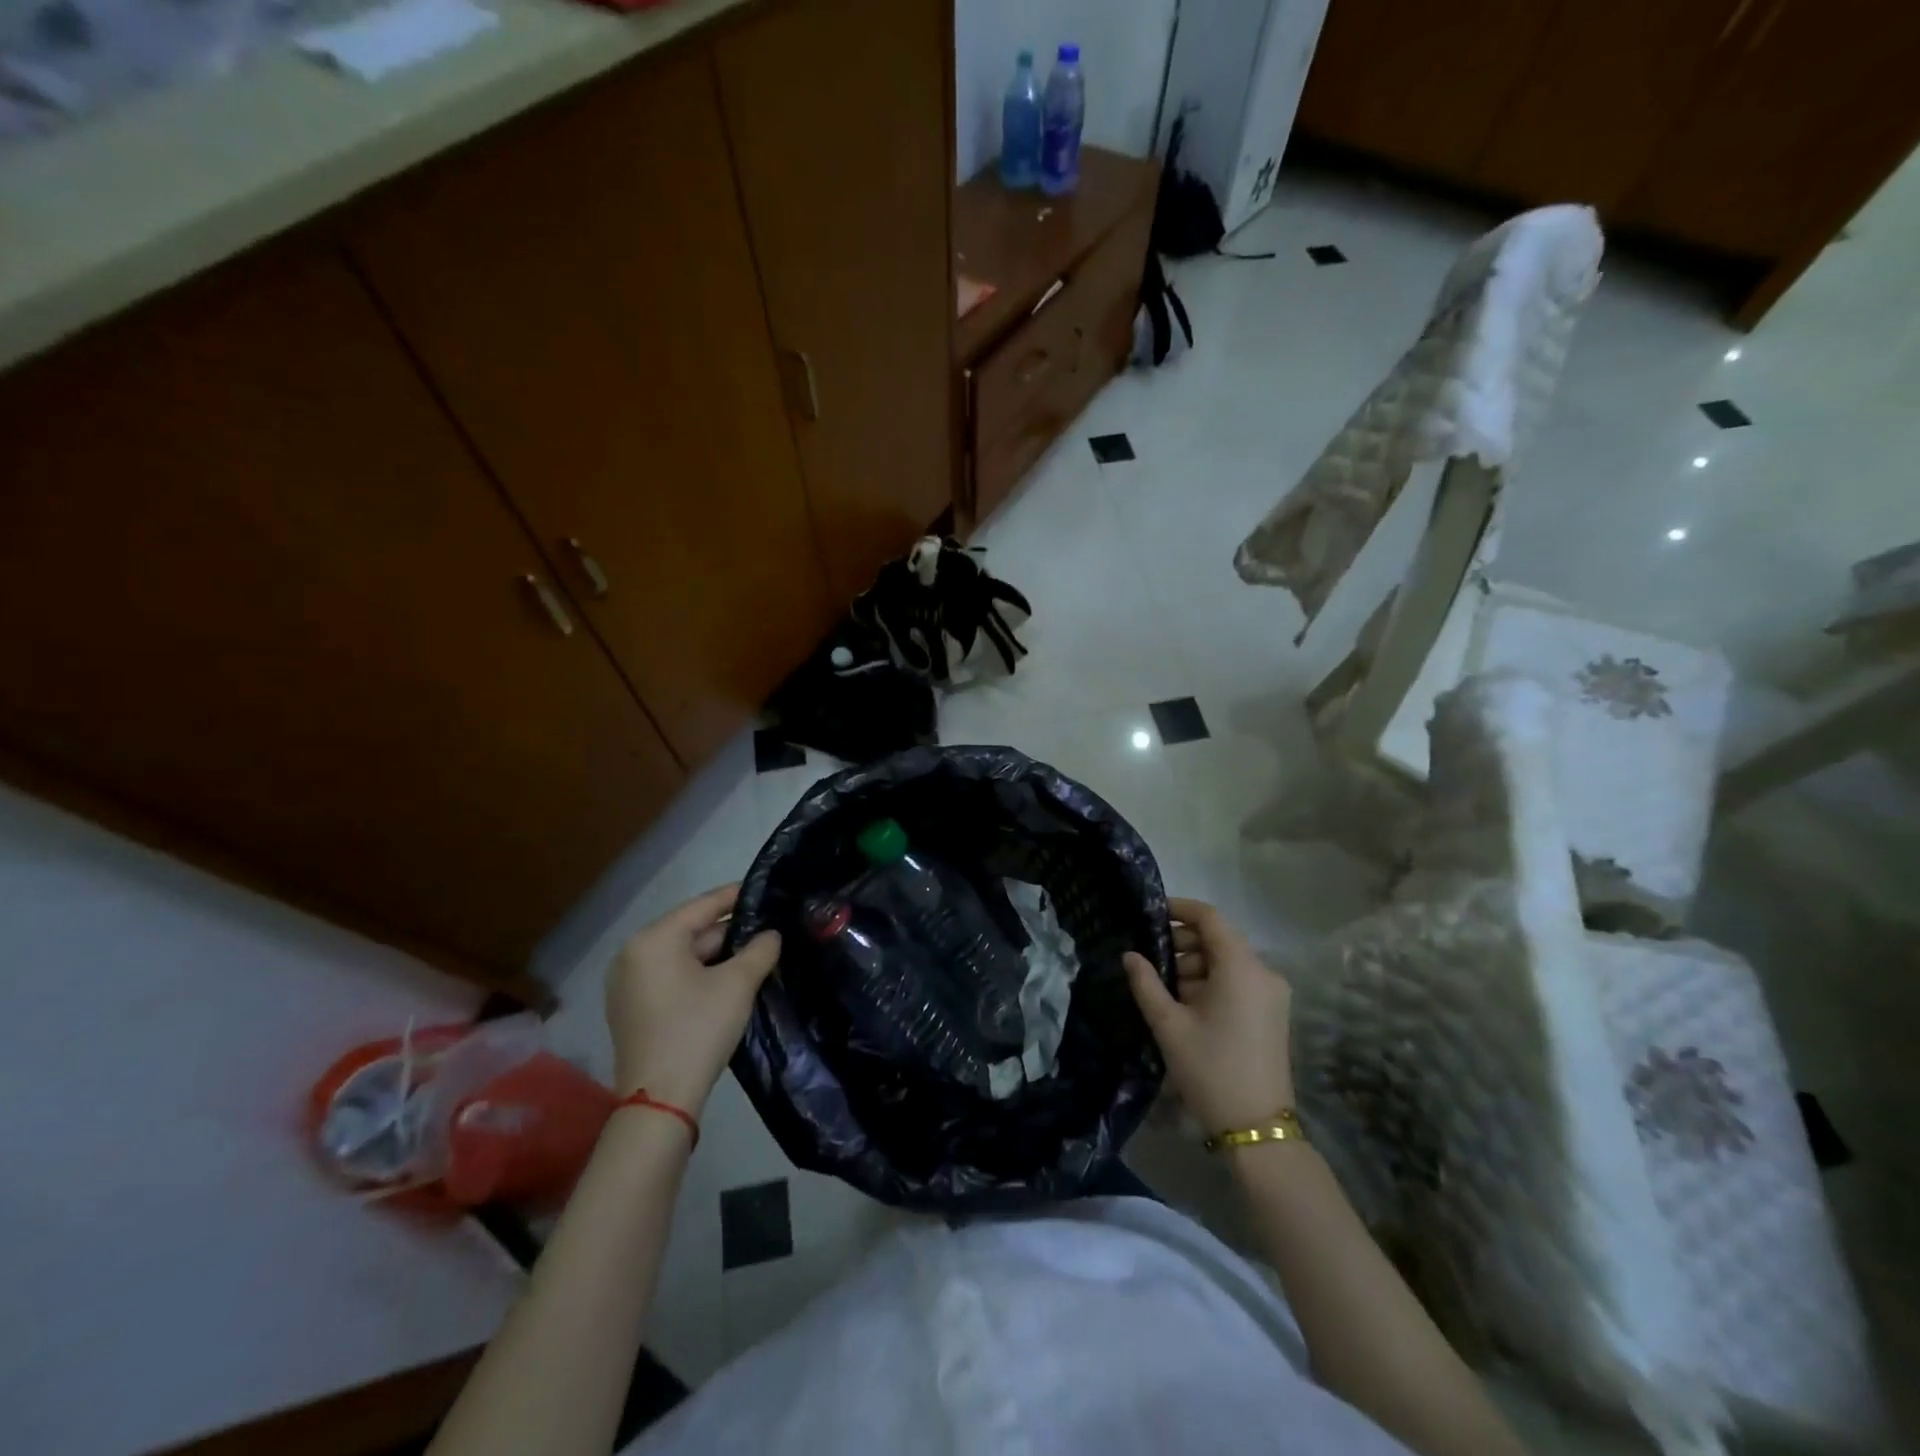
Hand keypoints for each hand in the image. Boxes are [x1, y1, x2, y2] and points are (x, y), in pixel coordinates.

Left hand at [605, 884, 780, 1111]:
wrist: (660, 1100)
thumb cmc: (698, 1029)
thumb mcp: (738, 984)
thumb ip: (760, 949)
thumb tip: (771, 934)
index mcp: (654, 939)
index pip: (703, 905)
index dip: (736, 896)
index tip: (765, 889)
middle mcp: (632, 954)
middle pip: (691, 931)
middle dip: (730, 932)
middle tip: (767, 929)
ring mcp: (627, 983)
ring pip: (682, 956)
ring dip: (716, 955)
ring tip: (754, 954)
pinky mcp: (631, 1008)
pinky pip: (670, 976)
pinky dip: (698, 974)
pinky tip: (727, 981)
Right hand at [1124, 897, 1295, 1134]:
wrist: (1257, 1129)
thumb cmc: (1210, 1069)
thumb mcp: (1169, 1025)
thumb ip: (1146, 983)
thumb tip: (1129, 955)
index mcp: (1241, 967)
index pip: (1210, 917)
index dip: (1179, 909)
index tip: (1150, 914)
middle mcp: (1263, 972)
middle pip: (1220, 938)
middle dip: (1184, 943)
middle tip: (1151, 960)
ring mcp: (1272, 994)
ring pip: (1228, 961)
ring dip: (1196, 965)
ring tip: (1165, 988)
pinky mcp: (1273, 1013)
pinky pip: (1239, 981)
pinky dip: (1212, 982)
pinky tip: (1187, 1004)